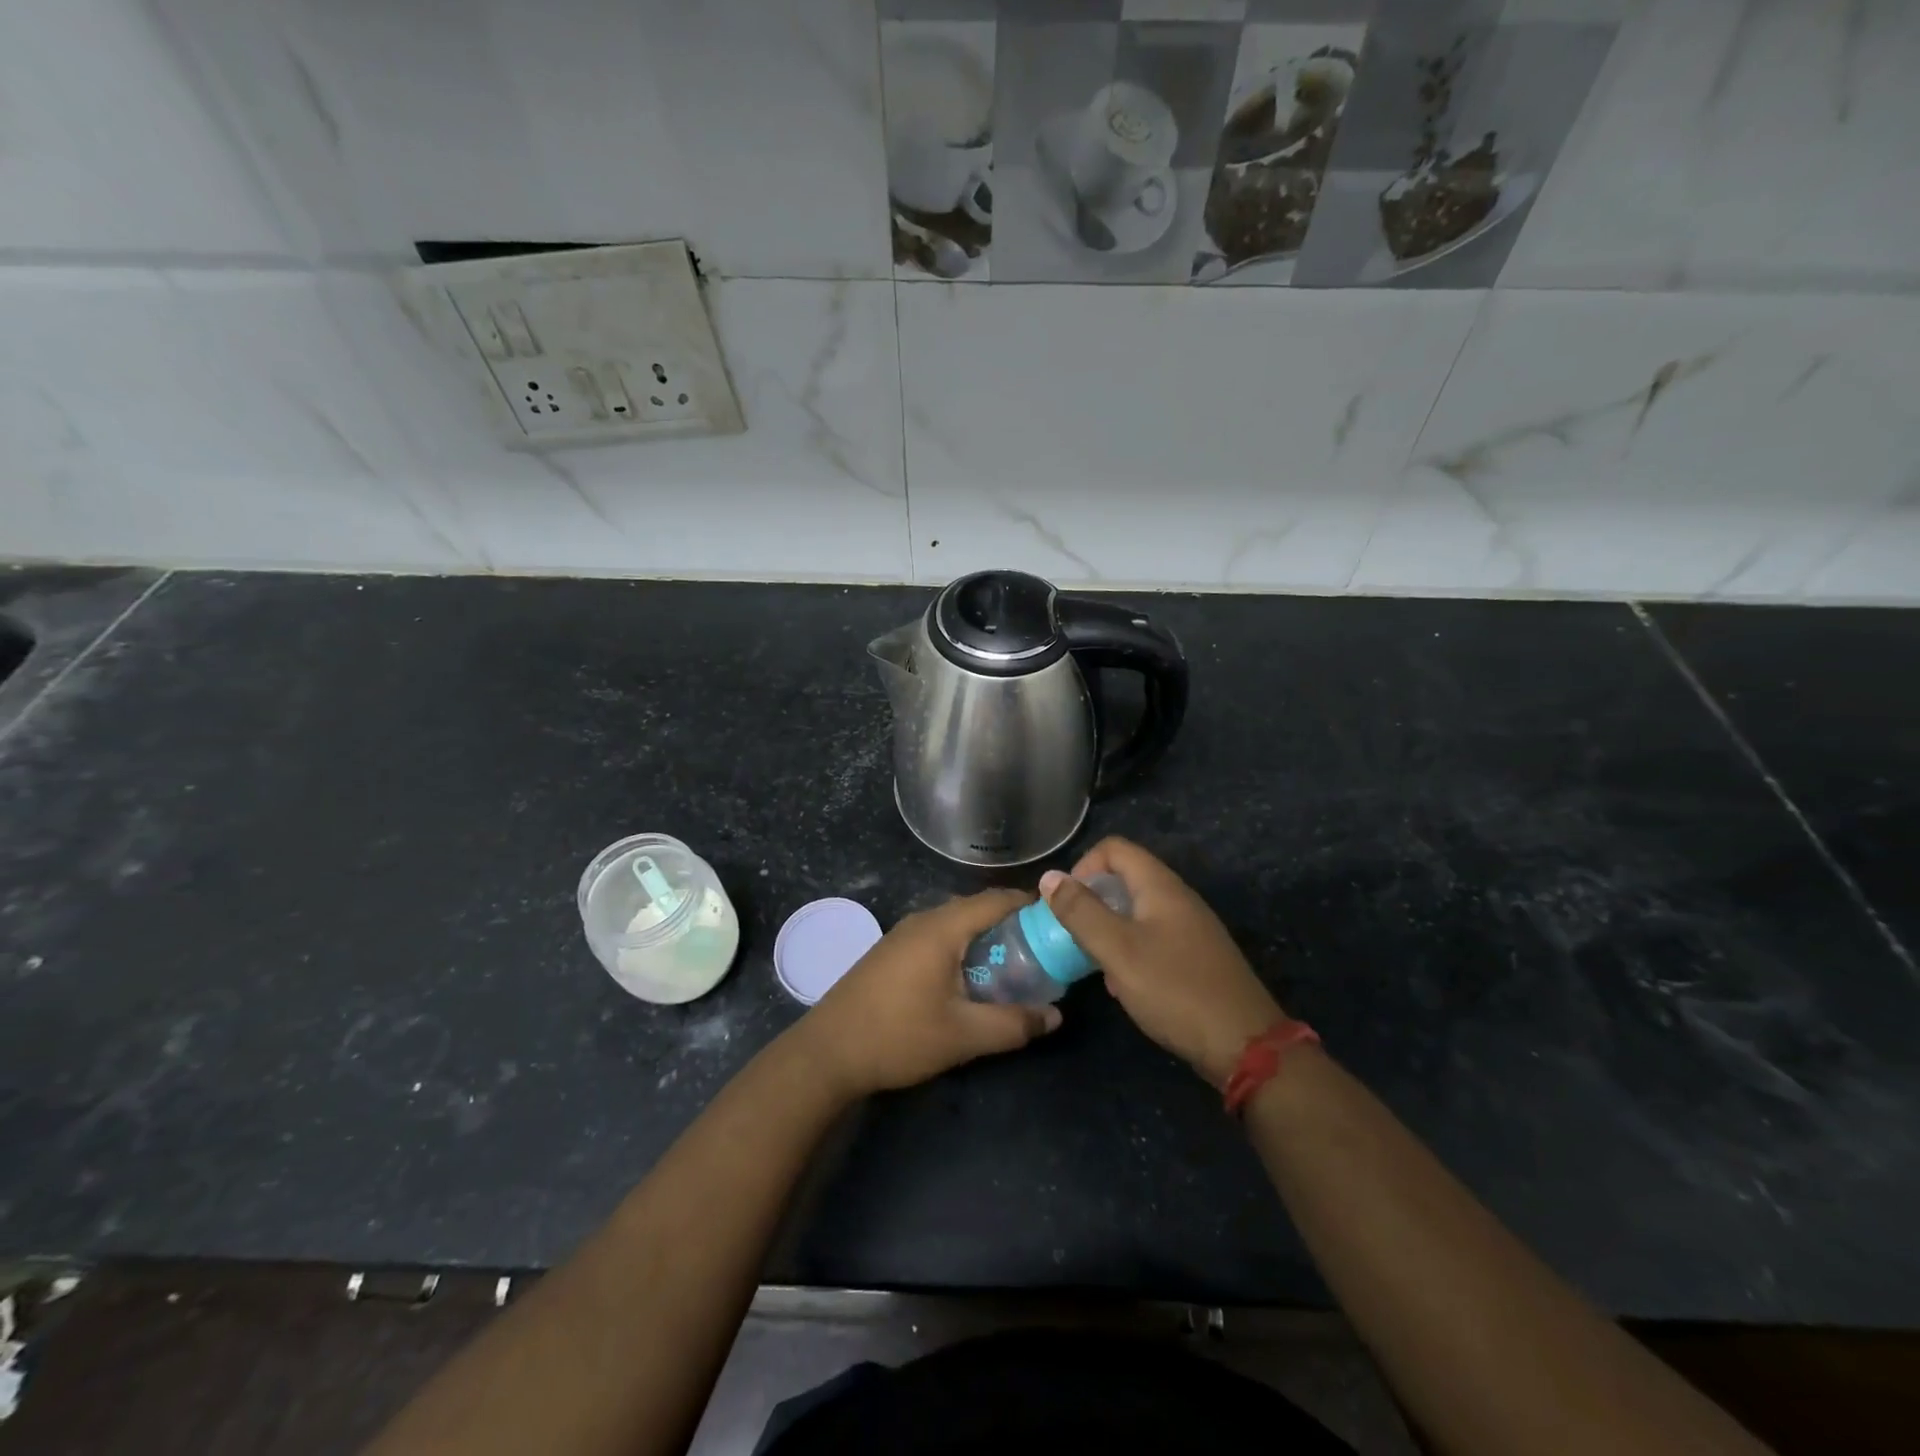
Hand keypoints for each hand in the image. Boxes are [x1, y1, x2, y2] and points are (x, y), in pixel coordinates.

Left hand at [796, 889, 1062, 1099]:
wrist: (827, 1052)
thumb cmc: (898, 1036)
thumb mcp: (963, 1035)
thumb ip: (1013, 1024)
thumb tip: (1054, 1017)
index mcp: (942, 928)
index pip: (996, 899)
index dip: (1029, 905)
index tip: (1057, 922)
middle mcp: (922, 920)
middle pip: (976, 908)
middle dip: (1011, 924)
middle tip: (1041, 950)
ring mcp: (902, 935)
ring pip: (955, 923)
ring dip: (984, 938)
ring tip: (1012, 966)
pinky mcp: (890, 952)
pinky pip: (937, 937)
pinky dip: (962, 948)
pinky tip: (969, 979)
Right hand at [1042, 837, 1281, 1088]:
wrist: (1245, 1045)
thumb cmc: (1175, 990)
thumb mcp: (1118, 950)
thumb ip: (1081, 911)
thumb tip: (1049, 876)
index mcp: (1160, 886)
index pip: (1114, 849)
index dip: (1083, 867)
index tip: (1066, 903)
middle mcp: (1178, 898)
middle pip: (1125, 879)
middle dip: (1093, 902)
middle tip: (1074, 935)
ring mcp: (1191, 928)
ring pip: (1137, 912)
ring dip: (1109, 930)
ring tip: (1096, 963)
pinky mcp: (1196, 957)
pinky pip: (1153, 938)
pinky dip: (1131, 951)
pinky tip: (1126, 986)